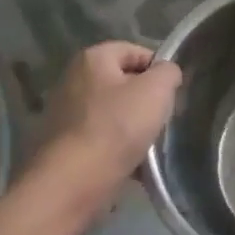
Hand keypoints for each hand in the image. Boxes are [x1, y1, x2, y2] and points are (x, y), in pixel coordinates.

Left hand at [39, 42, 182, 196]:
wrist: (72, 182)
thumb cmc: (117, 127)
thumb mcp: (156, 91)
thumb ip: (168, 72)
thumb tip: (166, 73)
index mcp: (92, 59)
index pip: (135, 51)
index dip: (158, 68)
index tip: (172, 93)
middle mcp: (72, 80)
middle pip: (122, 83)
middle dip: (145, 100)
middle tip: (162, 118)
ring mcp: (63, 114)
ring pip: (112, 113)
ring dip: (132, 127)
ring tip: (149, 145)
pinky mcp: (62, 144)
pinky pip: (99, 139)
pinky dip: (116, 149)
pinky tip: (131, 165)